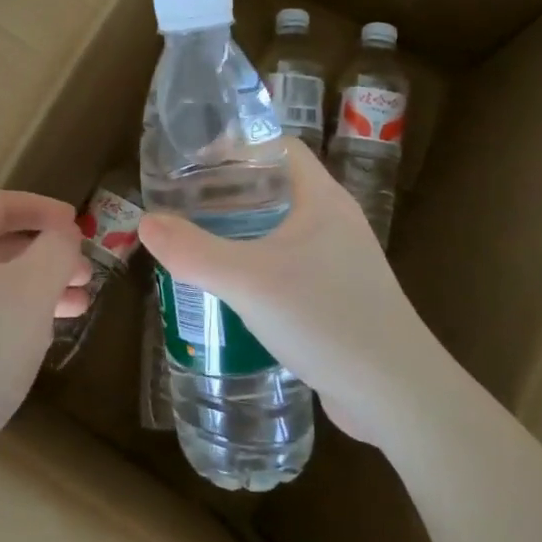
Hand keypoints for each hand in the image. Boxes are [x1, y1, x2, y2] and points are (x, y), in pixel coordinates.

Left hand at [0, 190, 90, 453]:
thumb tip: (62, 233)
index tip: (78, 225)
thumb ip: (55, 249)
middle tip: (85, 275)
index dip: (42, 208)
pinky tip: (38, 339)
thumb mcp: (31, 290)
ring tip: (77, 308)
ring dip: (37, 288)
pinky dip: (15, 316)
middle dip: (46, 254)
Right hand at [137, 139, 444, 445]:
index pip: (279, 148)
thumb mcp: (249, 281)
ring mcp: (339, 262)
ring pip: (280, 230)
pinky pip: (287, 266)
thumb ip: (194, 251)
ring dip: (240, 231)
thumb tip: (145, 222)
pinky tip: (229, 288)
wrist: (396, 395)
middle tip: (182, 203)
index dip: (237, 147)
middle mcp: (334, 222)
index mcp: (322, 199)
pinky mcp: (336, 298)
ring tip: (195, 241)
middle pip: (275, 188)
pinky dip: (255, 266)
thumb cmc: (326, 319)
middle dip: (228, 192)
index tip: (192, 162)